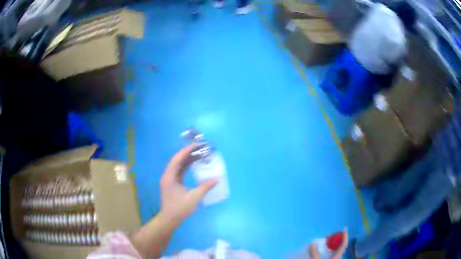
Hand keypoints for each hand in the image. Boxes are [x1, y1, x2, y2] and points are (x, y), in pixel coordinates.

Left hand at [160, 144, 218, 222]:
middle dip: (187, 154)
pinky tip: (193, 165)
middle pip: (177, 161)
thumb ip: (205, 187)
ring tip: (198, 154)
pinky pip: (179, 171)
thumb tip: (217, 179)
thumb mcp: (194, 198)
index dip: (185, 151)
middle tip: (199, 148)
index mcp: (169, 177)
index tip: (196, 145)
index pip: (177, 160)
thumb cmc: (180, 209)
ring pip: (178, 166)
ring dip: (187, 160)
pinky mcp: (172, 184)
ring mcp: (169, 180)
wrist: (170, 219)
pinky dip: (186, 167)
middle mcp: (168, 176)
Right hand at [308, 228, 348, 258]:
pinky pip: (333, 253)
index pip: (344, 243)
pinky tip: (324, 250)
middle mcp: (339, 257)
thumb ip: (314, 253)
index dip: (345, 235)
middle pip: (340, 245)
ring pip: (337, 250)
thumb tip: (312, 242)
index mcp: (338, 255)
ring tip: (325, 242)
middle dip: (336, 239)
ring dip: (332, 244)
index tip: (344, 228)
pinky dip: (330, 250)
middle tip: (329, 235)